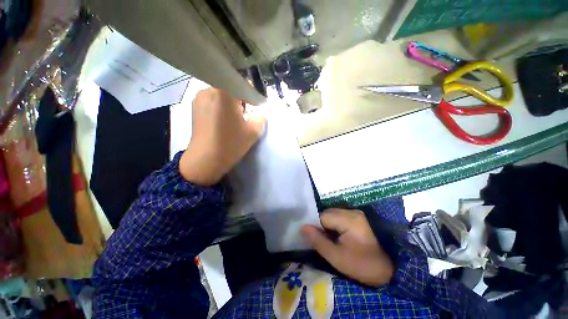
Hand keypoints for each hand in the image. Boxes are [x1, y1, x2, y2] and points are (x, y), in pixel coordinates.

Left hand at [180, 88, 265, 185]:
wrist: (205, 160)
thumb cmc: (231, 144)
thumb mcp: (253, 131)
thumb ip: (261, 117)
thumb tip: (260, 111)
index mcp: (224, 93)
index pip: (243, 85)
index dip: (252, 96)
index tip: (256, 108)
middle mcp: (209, 89)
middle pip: (231, 88)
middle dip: (241, 100)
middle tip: (245, 116)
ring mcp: (199, 97)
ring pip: (221, 94)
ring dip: (230, 104)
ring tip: (233, 120)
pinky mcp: (194, 106)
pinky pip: (213, 100)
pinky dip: (221, 107)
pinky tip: (222, 122)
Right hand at [300, 209, 393, 286]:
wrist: (384, 270)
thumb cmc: (360, 265)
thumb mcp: (336, 257)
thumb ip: (318, 240)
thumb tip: (302, 227)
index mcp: (349, 220)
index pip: (323, 217)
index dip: (318, 228)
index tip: (320, 241)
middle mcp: (352, 211)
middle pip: (327, 213)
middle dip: (323, 226)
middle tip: (327, 242)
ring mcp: (355, 213)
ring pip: (332, 214)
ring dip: (328, 225)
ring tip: (332, 240)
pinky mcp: (357, 217)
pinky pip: (338, 216)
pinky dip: (335, 225)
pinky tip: (338, 236)